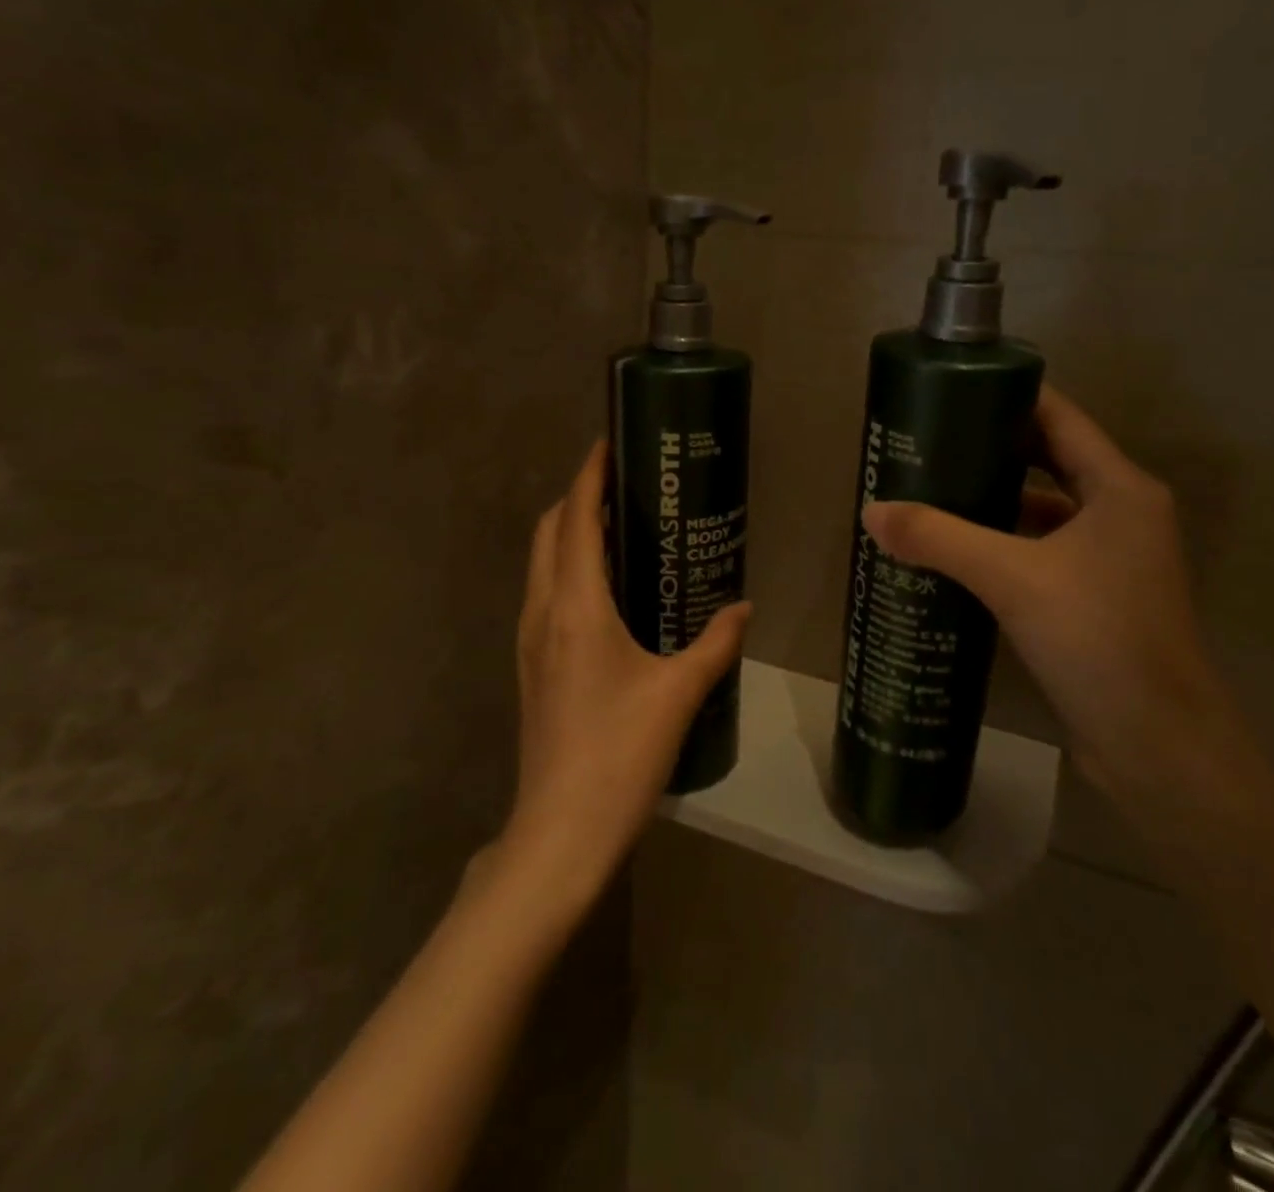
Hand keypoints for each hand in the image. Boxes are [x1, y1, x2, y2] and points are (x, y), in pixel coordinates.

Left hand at [503, 441, 750, 907]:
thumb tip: (744, 607)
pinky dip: (570, 569)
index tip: (610, 442)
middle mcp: (543, 611)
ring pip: (543, 563)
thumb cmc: (620, 753)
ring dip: (571, 533)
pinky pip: (546, 593)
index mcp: (575, 606)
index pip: (576, 518)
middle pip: (550, 531)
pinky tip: (609, 590)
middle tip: (625, 484)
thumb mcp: (678, 693)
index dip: (589, 474)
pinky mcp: (531, 665)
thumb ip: (716, 643)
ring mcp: (530, 640)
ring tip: (620, 526)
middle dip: (579, 496)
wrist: (560, 831)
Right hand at [862, 387, 1251, 794]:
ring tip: (929, 494)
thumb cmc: (1099, 640)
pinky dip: (1000, 546)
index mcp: (1119, 489)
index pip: (1058, 418)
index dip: (1006, 398)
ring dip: (991, 502)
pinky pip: (1038, 553)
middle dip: (988, 450)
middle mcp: (1121, 515)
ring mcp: (1109, 561)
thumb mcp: (1013, 579)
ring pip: (1041, 512)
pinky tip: (954, 555)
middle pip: (1047, 461)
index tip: (949, 392)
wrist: (1158, 747)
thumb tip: (871, 511)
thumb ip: (940, 539)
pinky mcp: (1093, 600)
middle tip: (926, 445)